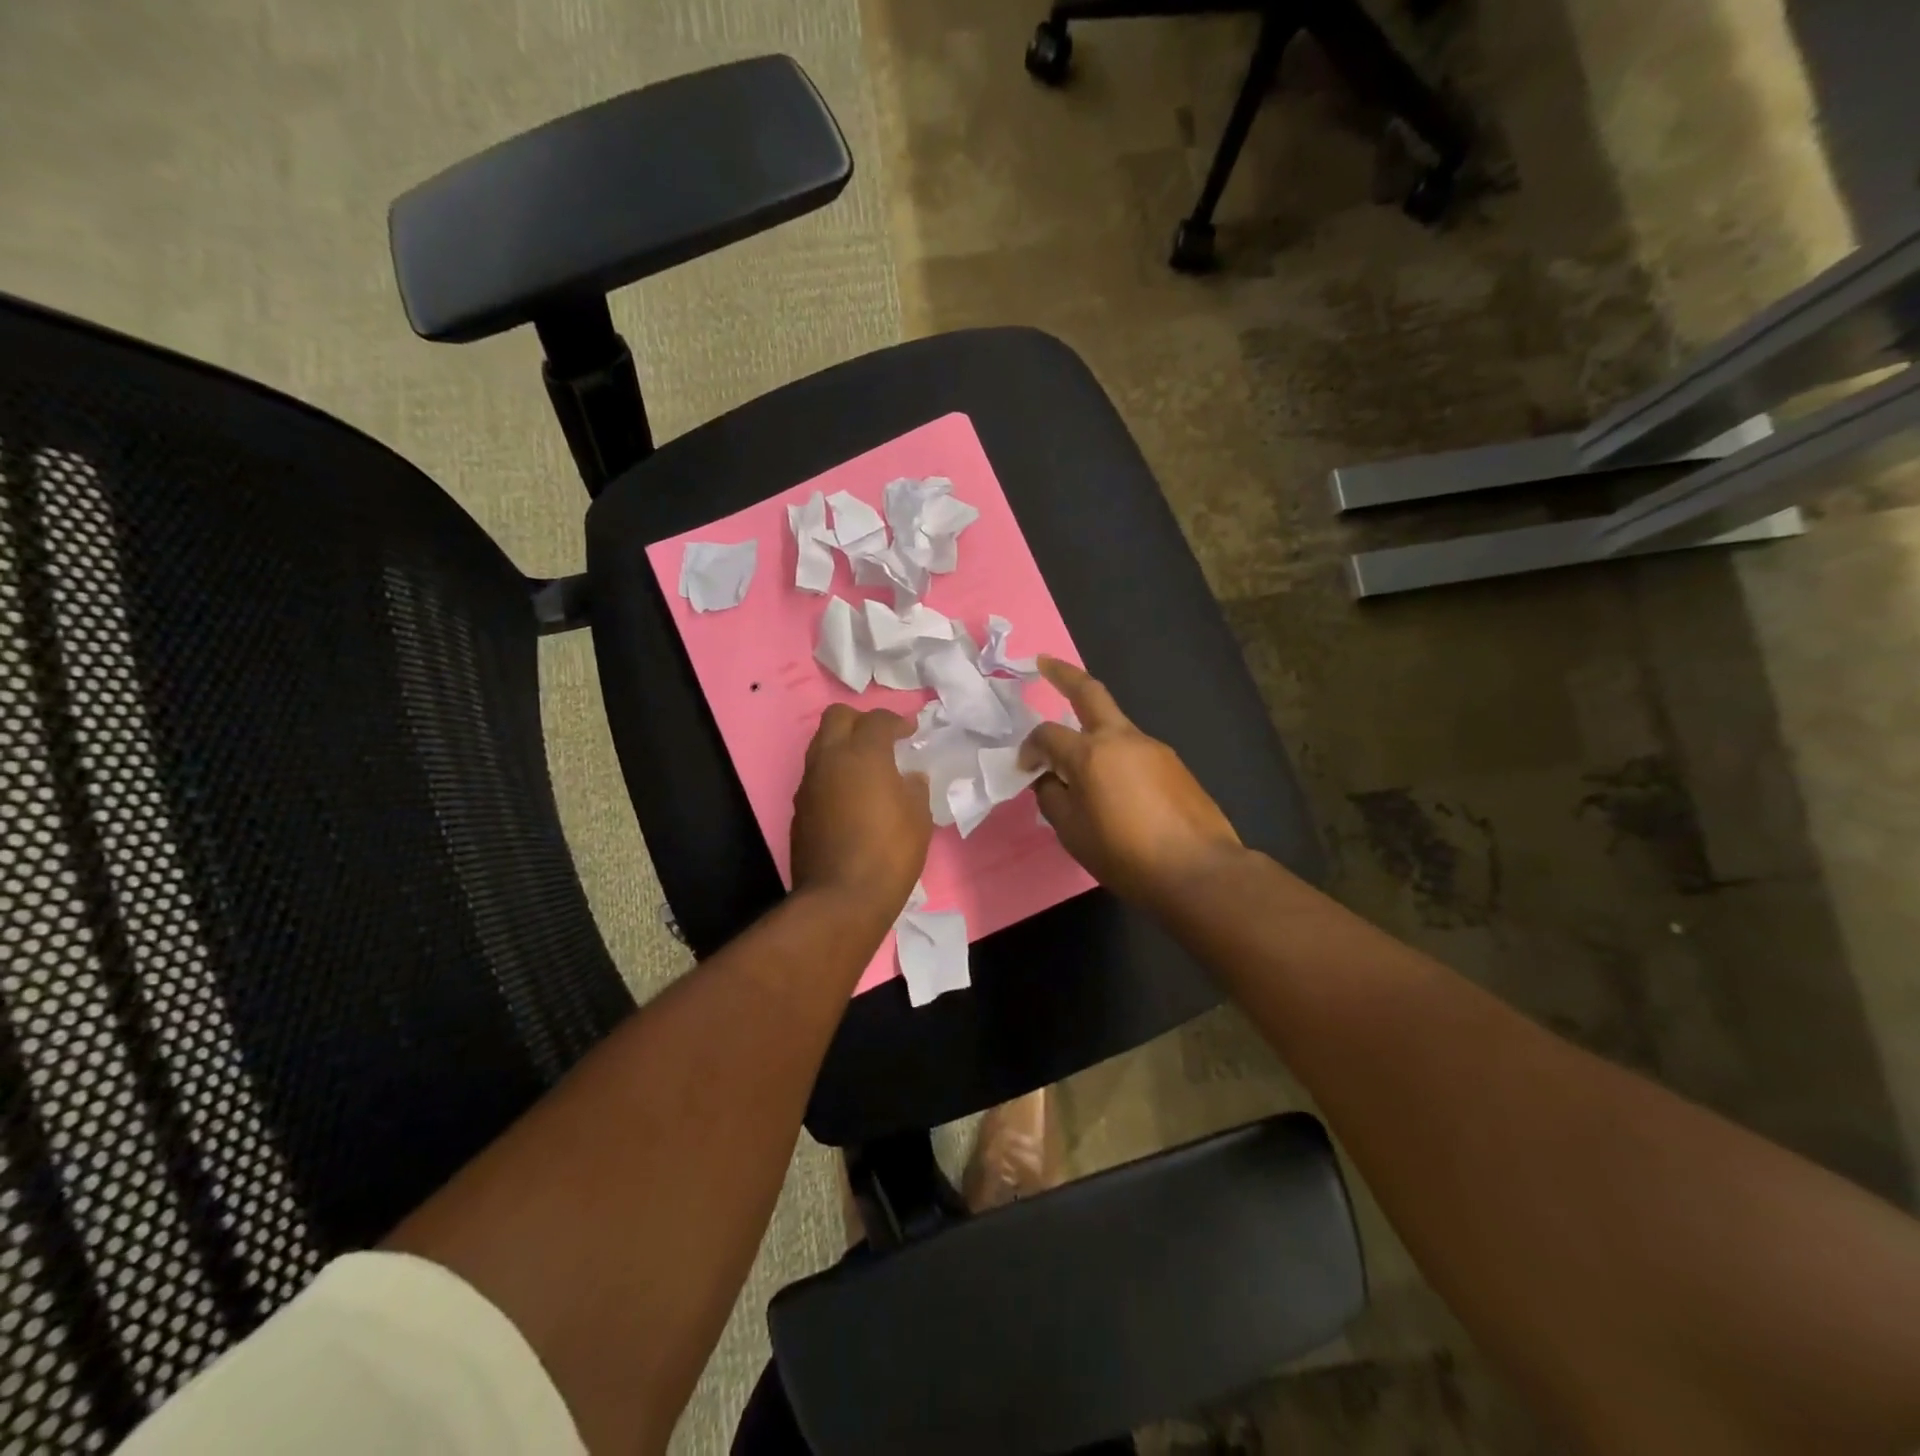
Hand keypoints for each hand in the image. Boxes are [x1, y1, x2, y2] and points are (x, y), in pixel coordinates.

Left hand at [791, 705, 931, 918]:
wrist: (841, 898)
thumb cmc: (889, 852)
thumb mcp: (918, 818)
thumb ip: (914, 788)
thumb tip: (909, 778)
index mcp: (862, 754)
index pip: (877, 720)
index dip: (896, 721)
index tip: (910, 732)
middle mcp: (829, 760)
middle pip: (837, 717)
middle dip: (860, 721)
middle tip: (882, 740)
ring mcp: (809, 784)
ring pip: (821, 745)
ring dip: (843, 747)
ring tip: (866, 768)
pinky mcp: (799, 809)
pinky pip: (816, 776)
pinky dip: (833, 775)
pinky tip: (850, 798)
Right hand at [1019, 657, 1243, 905]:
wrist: (1198, 871)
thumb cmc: (1125, 855)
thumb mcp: (1072, 833)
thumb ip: (1052, 798)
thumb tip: (1048, 779)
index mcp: (1090, 753)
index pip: (1047, 734)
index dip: (1029, 747)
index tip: (1025, 768)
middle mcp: (1122, 738)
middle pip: (1090, 692)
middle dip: (1064, 674)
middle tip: (1044, 663)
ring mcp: (1154, 748)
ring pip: (1115, 725)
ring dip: (1093, 729)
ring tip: (1081, 761)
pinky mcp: (1175, 765)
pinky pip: (1135, 750)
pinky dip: (1116, 756)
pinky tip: (1117, 787)